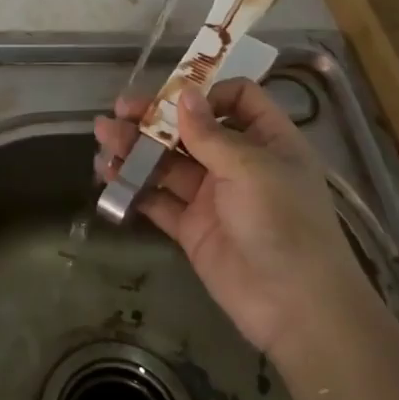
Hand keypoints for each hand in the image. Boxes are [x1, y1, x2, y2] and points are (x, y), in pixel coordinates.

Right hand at [94, 78, 364, 359]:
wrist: (295, 307)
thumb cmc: (284, 222)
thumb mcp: (251, 168)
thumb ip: (210, 133)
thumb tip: (184, 93)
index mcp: (267, 140)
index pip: (238, 99)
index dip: (207, 92)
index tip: (172, 94)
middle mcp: (239, 163)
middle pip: (192, 129)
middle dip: (154, 118)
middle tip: (118, 111)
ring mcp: (214, 196)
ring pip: (169, 162)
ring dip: (136, 148)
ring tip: (103, 139)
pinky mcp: (193, 228)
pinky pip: (159, 200)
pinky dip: (135, 187)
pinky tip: (109, 176)